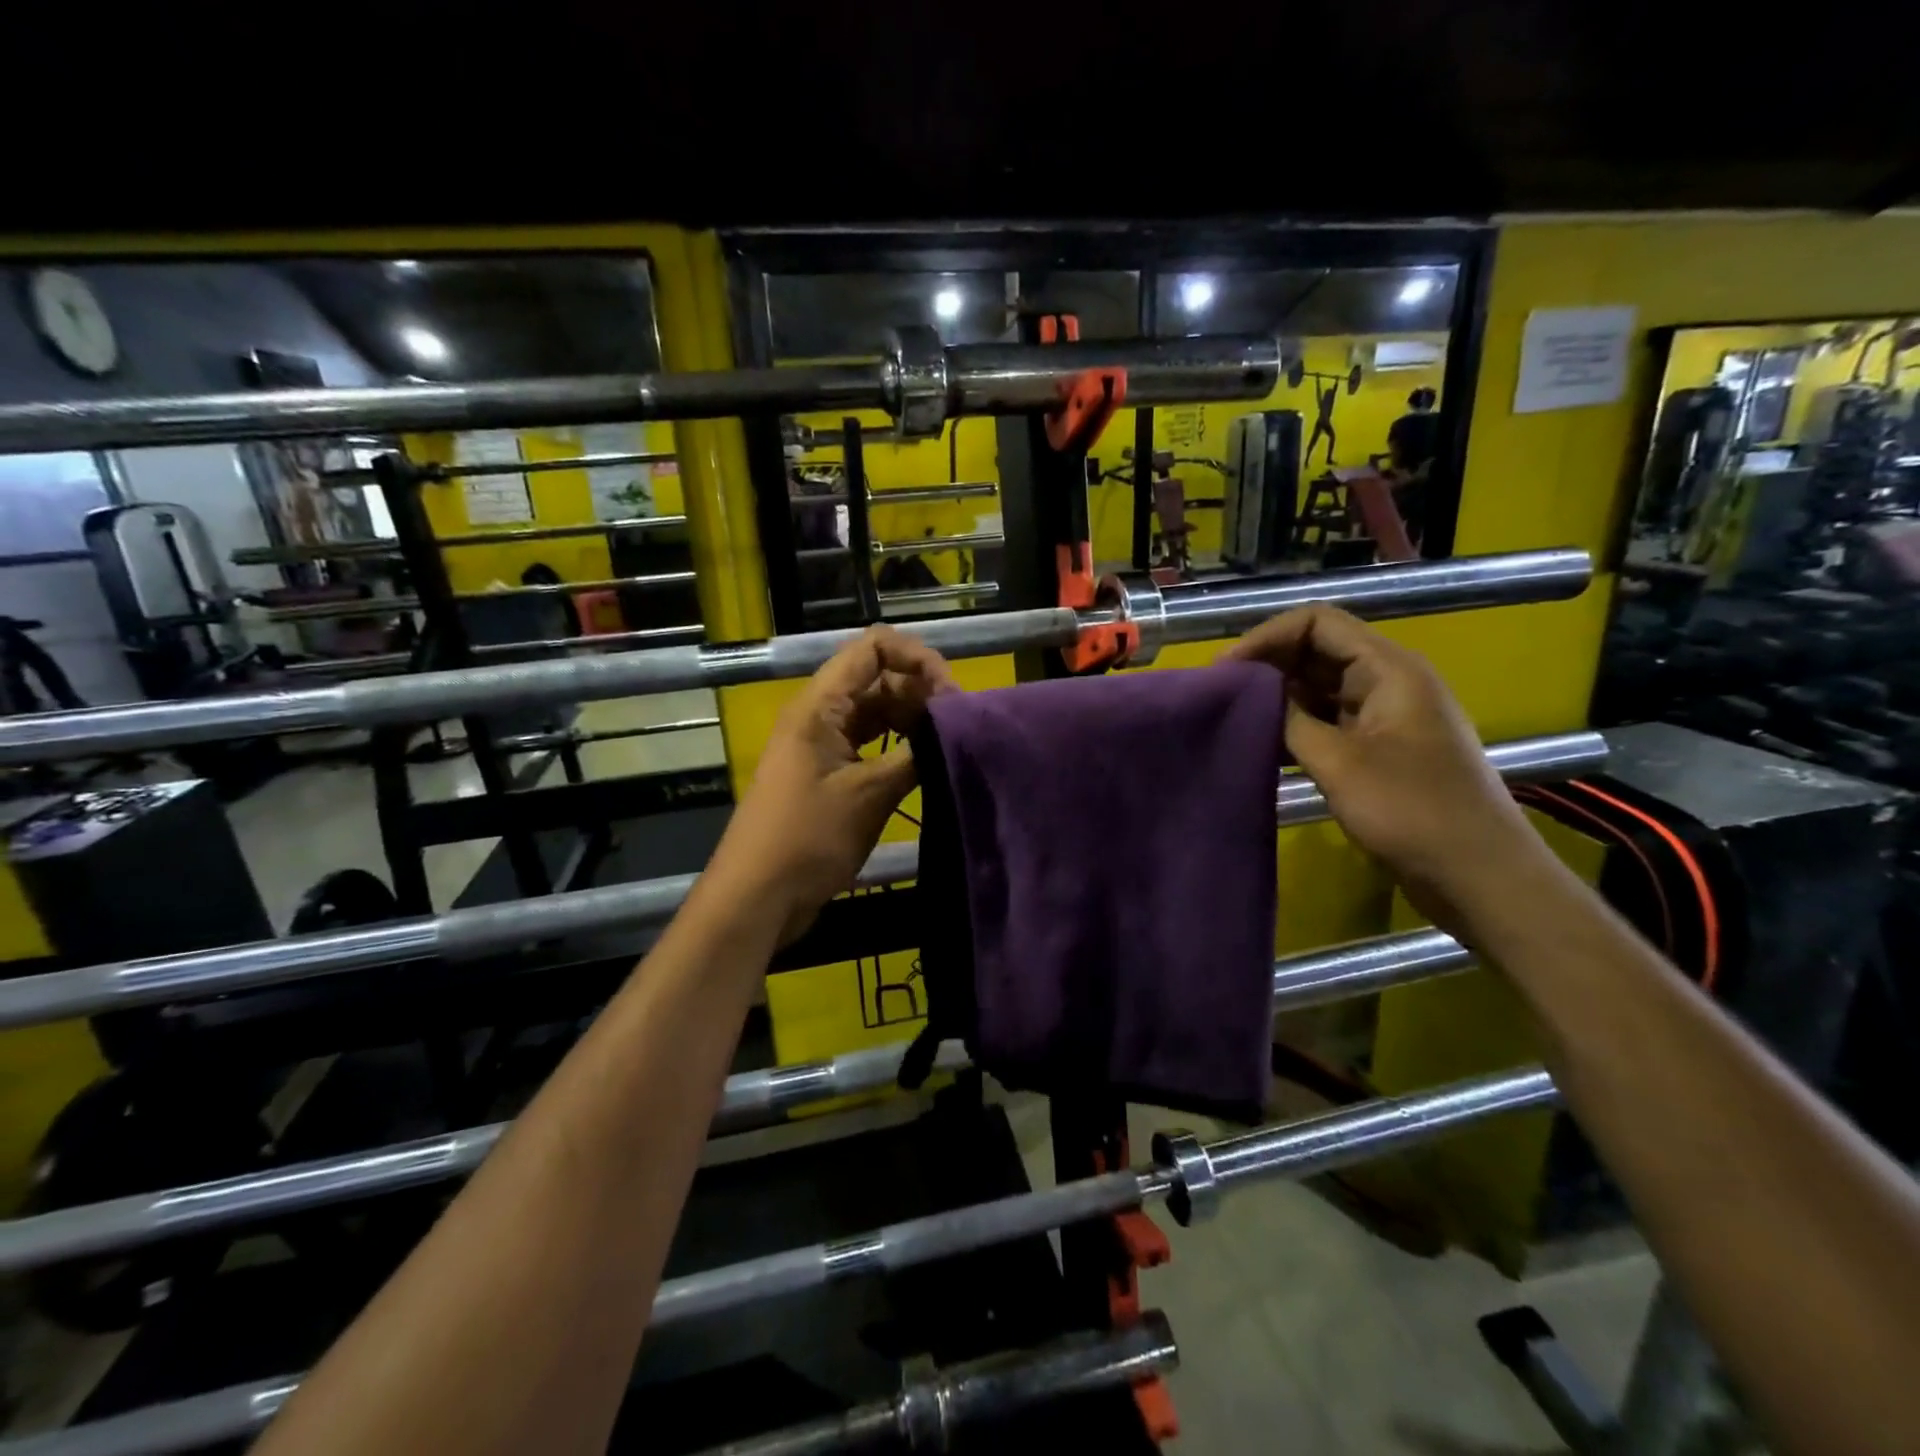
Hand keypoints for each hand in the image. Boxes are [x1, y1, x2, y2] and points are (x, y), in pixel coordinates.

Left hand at [710, 626, 954, 943]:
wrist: (757, 898)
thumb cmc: (807, 839)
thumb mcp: (868, 795)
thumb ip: (914, 755)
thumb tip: (956, 730)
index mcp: (821, 706)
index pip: (873, 648)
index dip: (917, 658)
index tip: (951, 693)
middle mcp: (822, 715)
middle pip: (878, 678)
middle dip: (922, 691)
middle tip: (960, 725)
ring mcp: (825, 746)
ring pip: (878, 713)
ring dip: (914, 721)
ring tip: (950, 744)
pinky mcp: (830, 775)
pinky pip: (871, 745)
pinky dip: (900, 749)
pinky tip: (928, 765)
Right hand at [1225, 605, 1545, 926]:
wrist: (1479, 876)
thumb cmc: (1412, 813)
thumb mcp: (1340, 763)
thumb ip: (1291, 721)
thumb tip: (1252, 696)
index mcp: (1389, 669)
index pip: (1318, 623)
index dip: (1267, 637)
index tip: (1225, 670)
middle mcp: (1387, 682)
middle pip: (1317, 650)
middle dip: (1267, 665)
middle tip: (1220, 695)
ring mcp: (1384, 717)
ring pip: (1319, 687)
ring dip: (1277, 697)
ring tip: (1233, 718)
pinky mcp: (1378, 749)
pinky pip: (1327, 721)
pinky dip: (1294, 726)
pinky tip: (1263, 745)